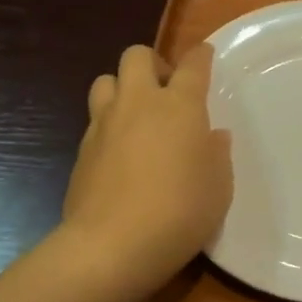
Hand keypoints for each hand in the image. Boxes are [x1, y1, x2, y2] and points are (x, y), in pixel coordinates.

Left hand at [62, 43, 232, 292]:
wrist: (111, 246)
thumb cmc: (180, 212)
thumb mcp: (219, 188)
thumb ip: (217, 155)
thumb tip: (212, 136)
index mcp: (180, 106)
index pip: (193, 64)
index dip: (200, 55)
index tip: (205, 55)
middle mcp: (139, 103)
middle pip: (136, 56)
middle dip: (152, 63)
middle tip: (166, 91)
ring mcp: (104, 124)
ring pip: (105, 80)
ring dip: (122, 88)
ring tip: (136, 116)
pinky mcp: (82, 150)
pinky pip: (94, 121)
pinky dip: (108, 126)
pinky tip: (119, 154)